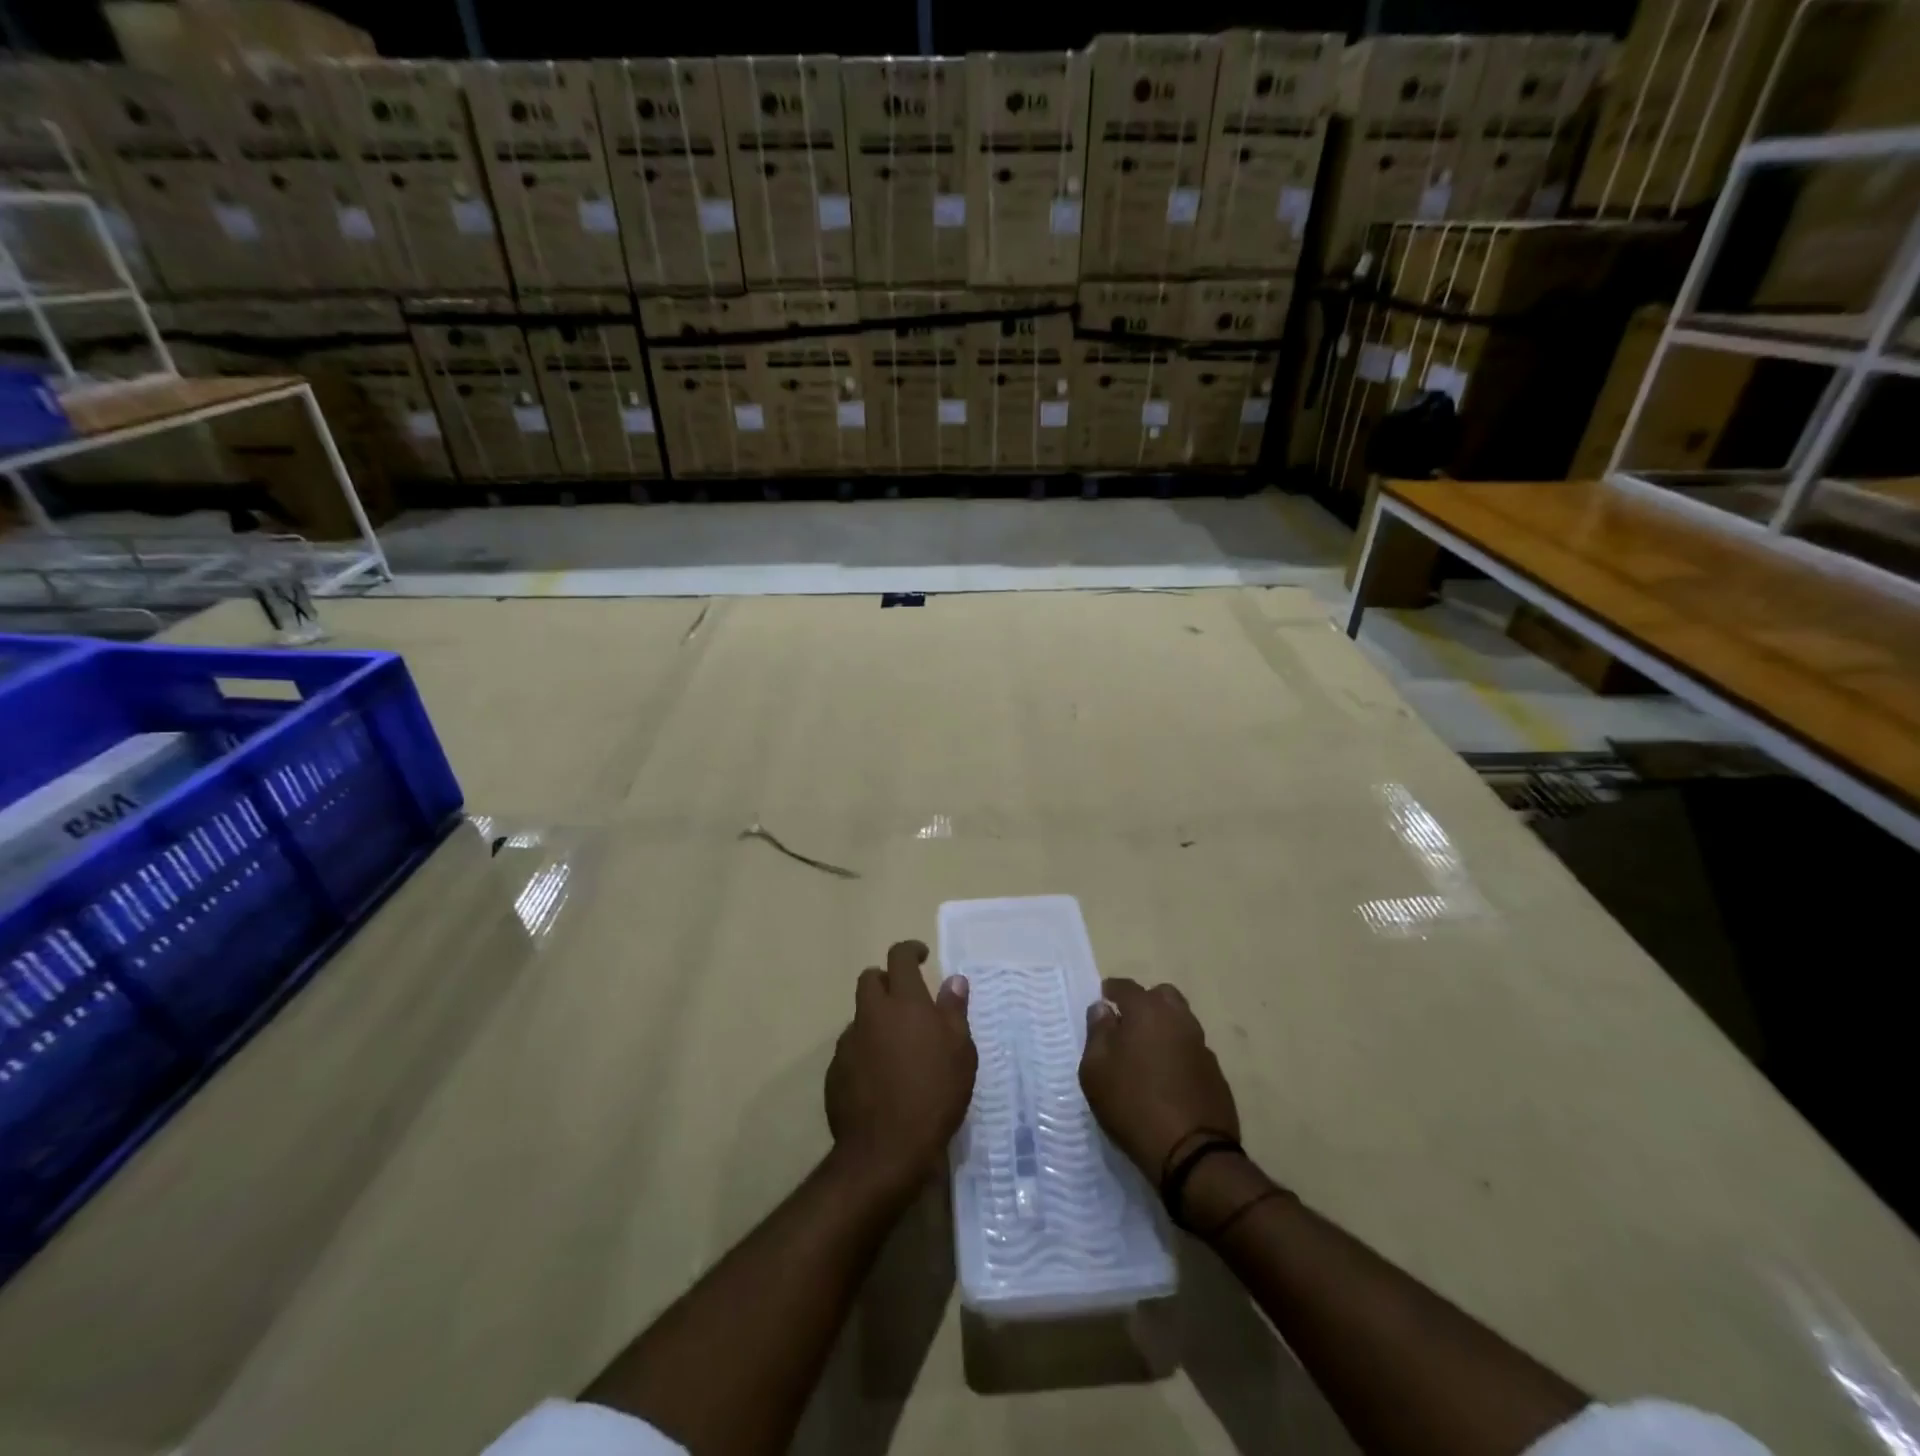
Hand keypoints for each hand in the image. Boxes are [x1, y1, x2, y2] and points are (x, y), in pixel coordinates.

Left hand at [825, 941, 976, 1198]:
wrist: (885, 1150)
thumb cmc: (934, 1094)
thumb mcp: (960, 1052)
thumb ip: (954, 1010)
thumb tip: (953, 979)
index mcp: (904, 1002)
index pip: (899, 957)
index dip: (910, 950)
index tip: (921, 956)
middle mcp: (871, 1014)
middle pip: (870, 979)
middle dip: (886, 980)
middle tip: (906, 1001)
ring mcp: (849, 1042)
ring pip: (860, 1016)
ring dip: (876, 1020)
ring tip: (897, 1047)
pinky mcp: (835, 1071)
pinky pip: (851, 1048)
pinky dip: (866, 1051)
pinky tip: (881, 1077)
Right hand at [1081, 977, 1238, 1180]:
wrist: (1191, 1153)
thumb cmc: (1132, 1104)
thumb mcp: (1096, 1069)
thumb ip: (1098, 1032)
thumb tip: (1102, 1008)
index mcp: (1147, 1011)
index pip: (1126, 986)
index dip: (1111, 990)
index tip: (1103, 999)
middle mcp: (1179, 1019)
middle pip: (1162, 996)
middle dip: (1145, 1003)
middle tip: (1127, 1024)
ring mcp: (1202, 1046)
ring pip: (1181, 1022)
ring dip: (1164, 1028)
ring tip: (1146, 1054)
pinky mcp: (1216, 1074)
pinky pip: (1192, 1050)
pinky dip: (1178, 1054)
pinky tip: (1167, 1078)